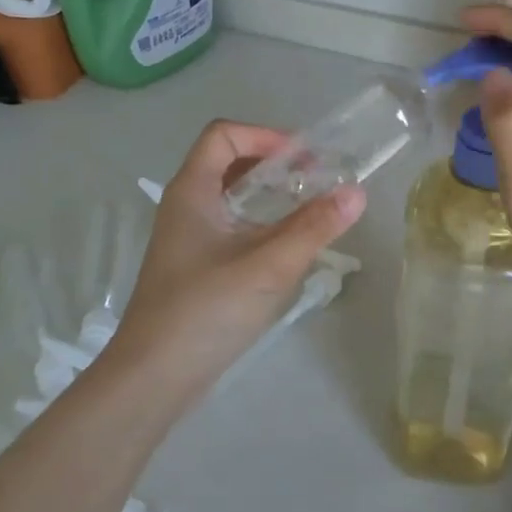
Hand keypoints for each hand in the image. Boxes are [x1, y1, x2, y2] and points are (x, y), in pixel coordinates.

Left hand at [109, 120, 365, 399]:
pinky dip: (260, 226)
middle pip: (228, 163)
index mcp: (191, 191)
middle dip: (273, 165)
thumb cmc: (206, 310)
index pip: (223, 135)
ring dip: (269, 197)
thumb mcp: (268, 265)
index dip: (264, 135)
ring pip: (231, 200)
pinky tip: (287, 250)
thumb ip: (314, 227)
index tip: (304, 158)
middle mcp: (184, 207)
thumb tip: (357, 192)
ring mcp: (187, 240)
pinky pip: (230, 229)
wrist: (154, 377)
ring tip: (310, 210)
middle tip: (316, 180)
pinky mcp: (194, 268)